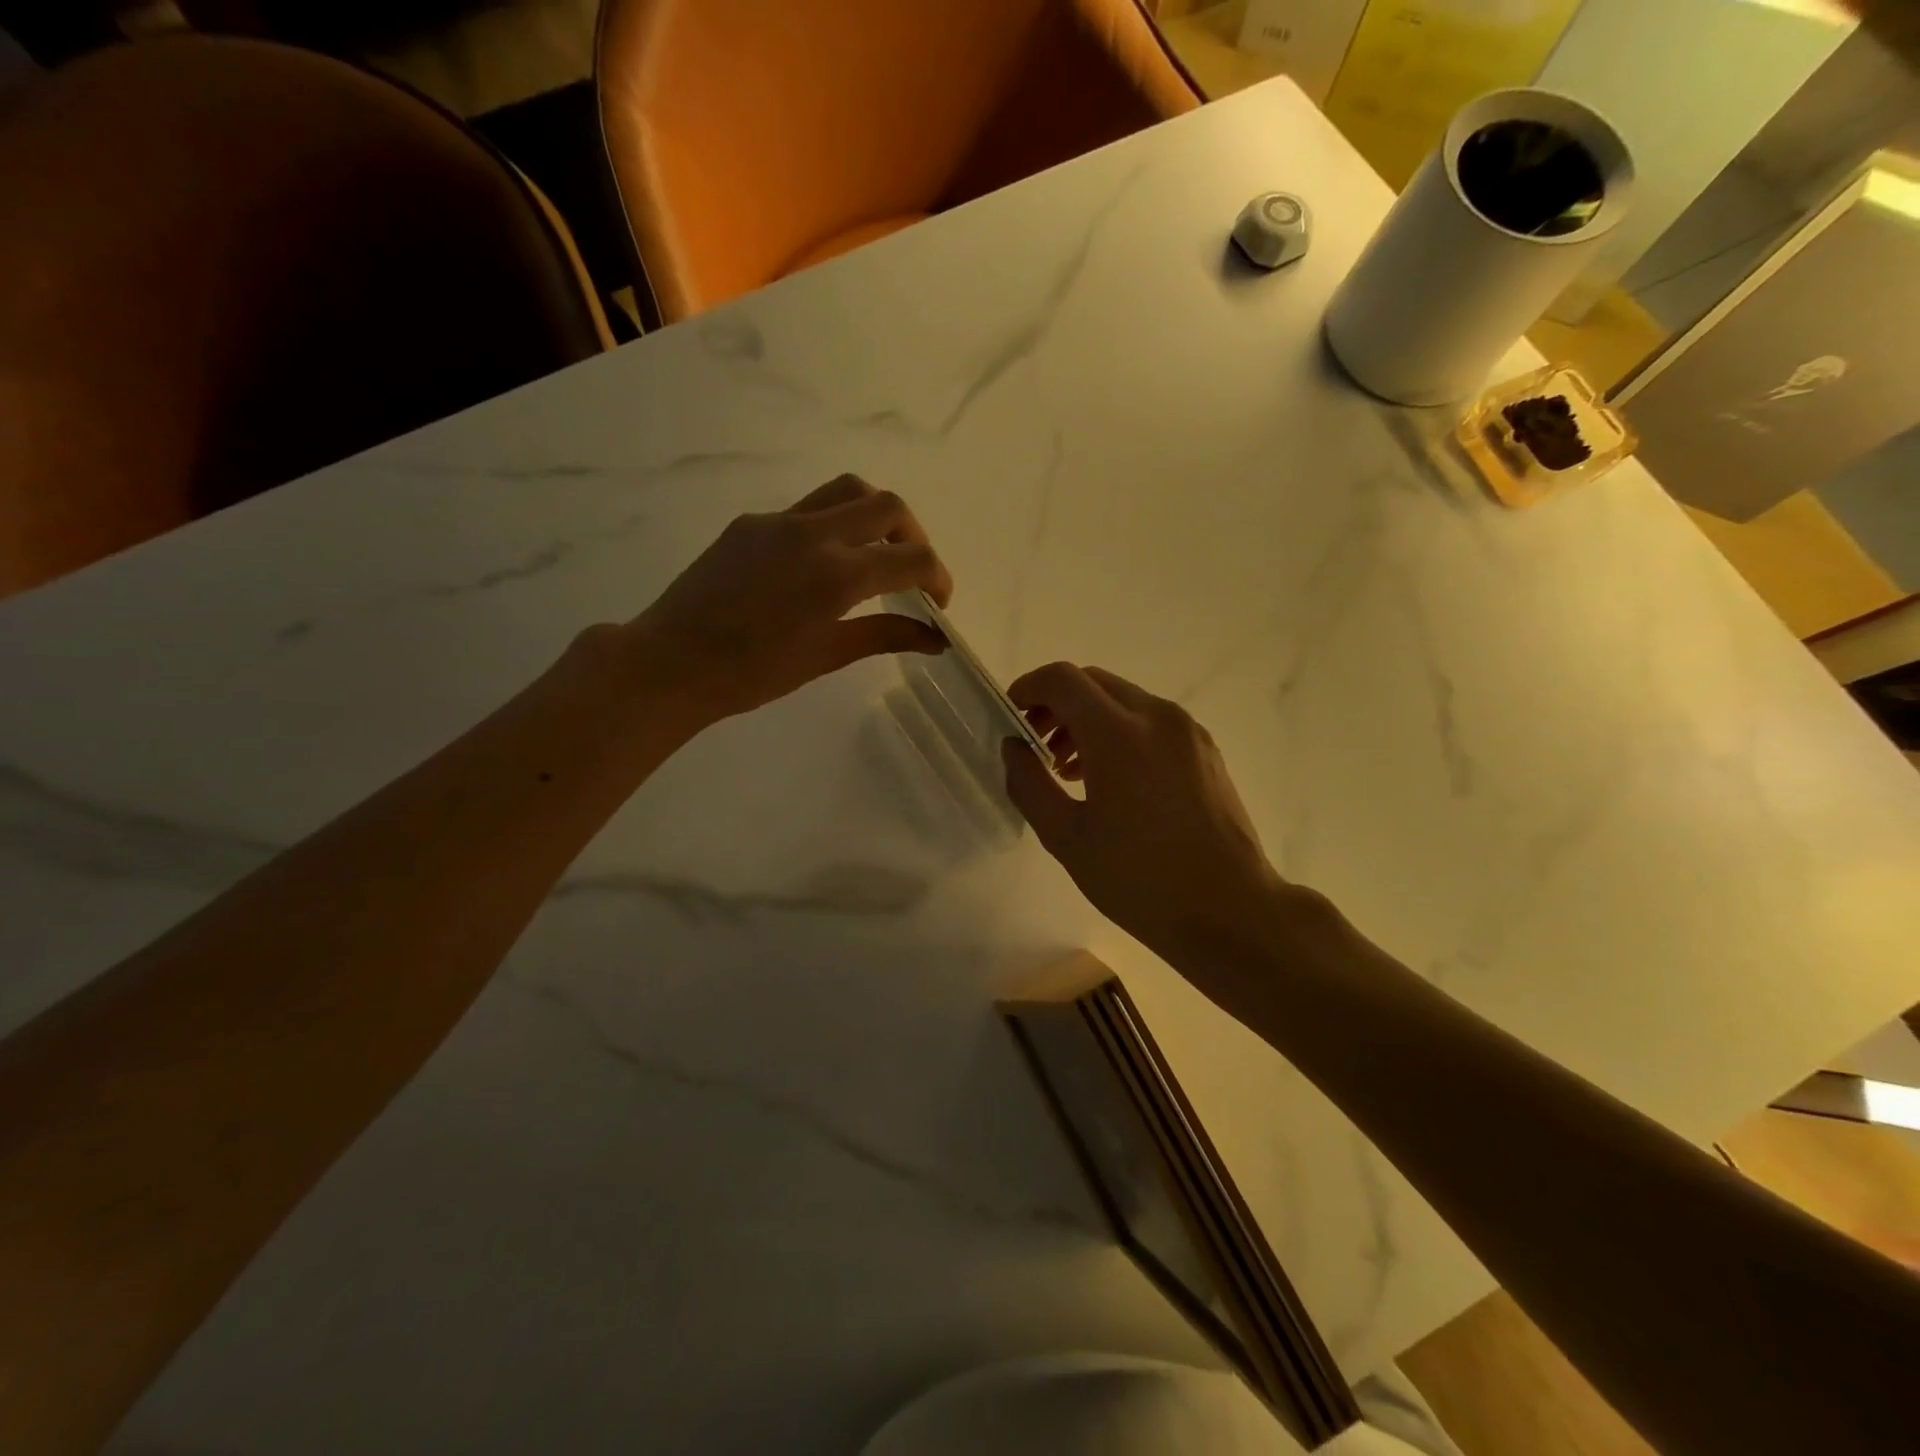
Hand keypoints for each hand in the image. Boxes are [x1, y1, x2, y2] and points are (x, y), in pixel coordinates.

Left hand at [630, 475, 953, 722]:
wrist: (672, 661)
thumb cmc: (753, 673)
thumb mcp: (826, 656)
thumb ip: (885, 635)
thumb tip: (935, 639)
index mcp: (837, 576)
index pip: (913, 559)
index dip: (939, 578)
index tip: (938, 603)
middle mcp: (814, 535)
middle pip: (887, 506)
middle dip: (914, 535)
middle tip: (911, 571)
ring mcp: (779, 522)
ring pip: (847, 491)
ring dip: (875, 515)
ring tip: (873, 553)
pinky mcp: (751, 523)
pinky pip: (807, 509)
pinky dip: (832, 526)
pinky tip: (818, 566)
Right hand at [1003, 663, 1306, 979]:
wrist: (1231, 911)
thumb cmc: (1140, 880)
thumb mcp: (1067, 838)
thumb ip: (1030, 784)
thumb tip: (1014, 748)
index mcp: (1119, 734)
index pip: (1063, 679)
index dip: (1028, 688)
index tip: (1011, 716)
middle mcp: (1157, 717)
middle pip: (1094, 682)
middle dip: (1057, 704)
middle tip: (1036, 747)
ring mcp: (1188, 731)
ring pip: (1124, 700)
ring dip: (1088, 719)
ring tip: (1069, 770)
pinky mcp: (1206, 750)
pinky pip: (1151, 722)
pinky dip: (1120, 732)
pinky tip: (1111, 780)